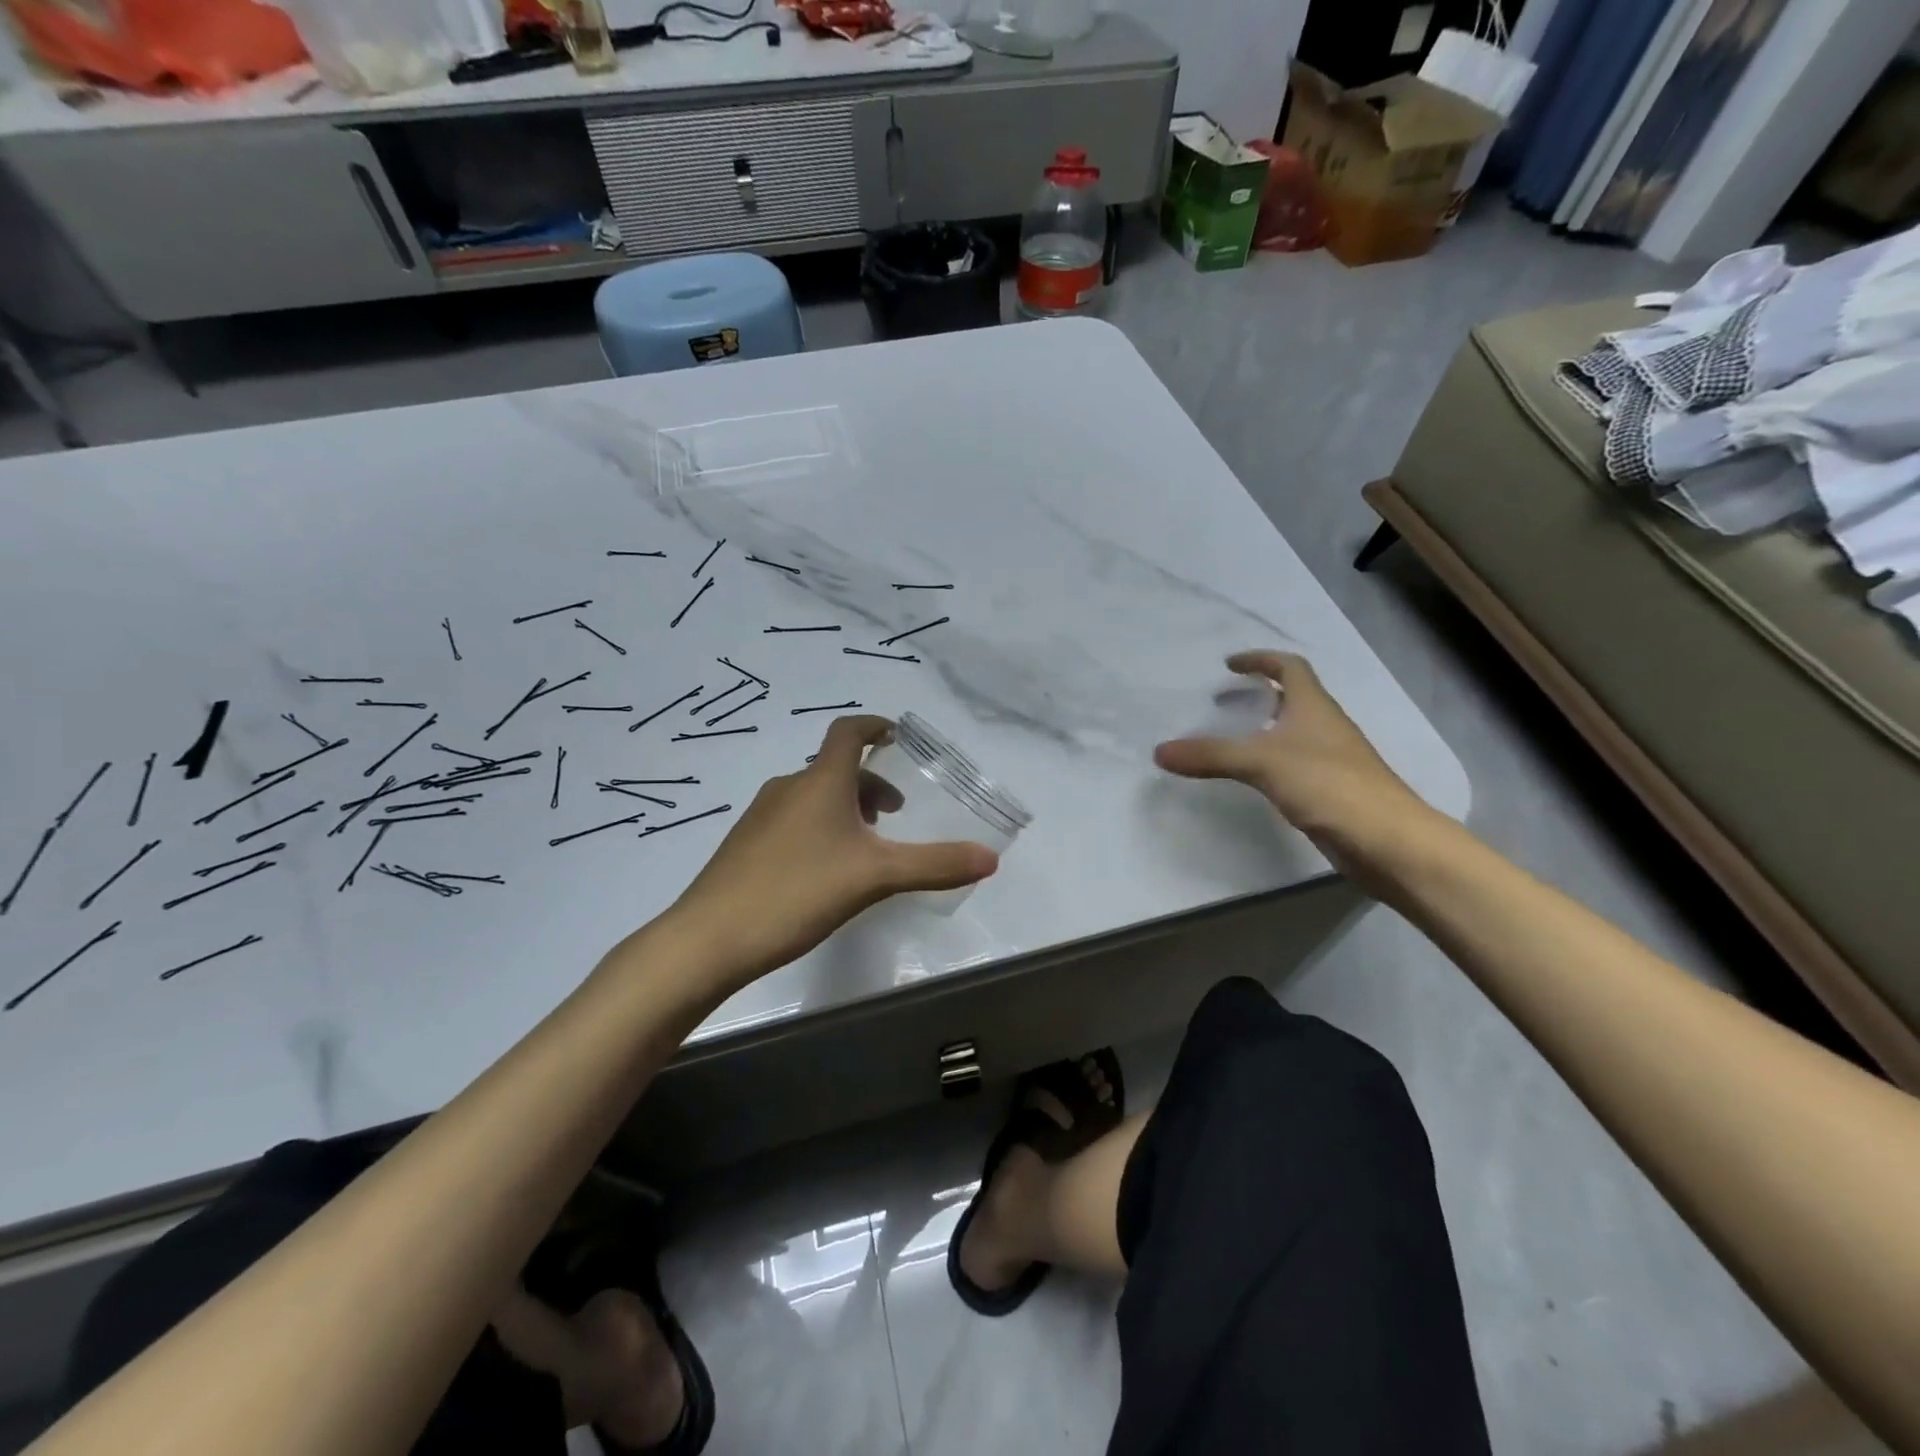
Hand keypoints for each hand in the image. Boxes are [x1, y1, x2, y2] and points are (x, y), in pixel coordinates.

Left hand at [667, 716, 998, 983]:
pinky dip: (819, 828)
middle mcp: (788, 788)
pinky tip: (824, 873)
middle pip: (834, 769)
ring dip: (845, 808)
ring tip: (865, 847)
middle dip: (869, 783)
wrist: (709, 938)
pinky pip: (793, 820)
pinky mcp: (745, 845)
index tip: (897, 735)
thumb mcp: (875, 877)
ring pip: (813, 797)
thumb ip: (934, 865)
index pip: (847, 732)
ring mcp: (761, 816)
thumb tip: (991, 858)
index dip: (874, 726)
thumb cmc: (797, 891)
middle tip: (893, 815)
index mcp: (820, 781)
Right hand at [1153, 651, 1430, 873]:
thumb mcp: (1261, 763)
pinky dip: (1270, 761)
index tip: (1229, 665)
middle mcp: (1324, 726)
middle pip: (1292, 697)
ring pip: (1292, 732)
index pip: (1289, 666)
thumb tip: (1159, 751)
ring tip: (1228, 740)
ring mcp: (1331, 759)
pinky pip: (1293, 764)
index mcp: (1314, 706)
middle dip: (1257, 694)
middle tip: (1221, 704)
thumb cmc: (1328, 784)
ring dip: (1263, 728)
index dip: (1260, 659)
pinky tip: (1252, 779)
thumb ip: (1210, 755)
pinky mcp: (1330, 790)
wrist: (1387, 840)